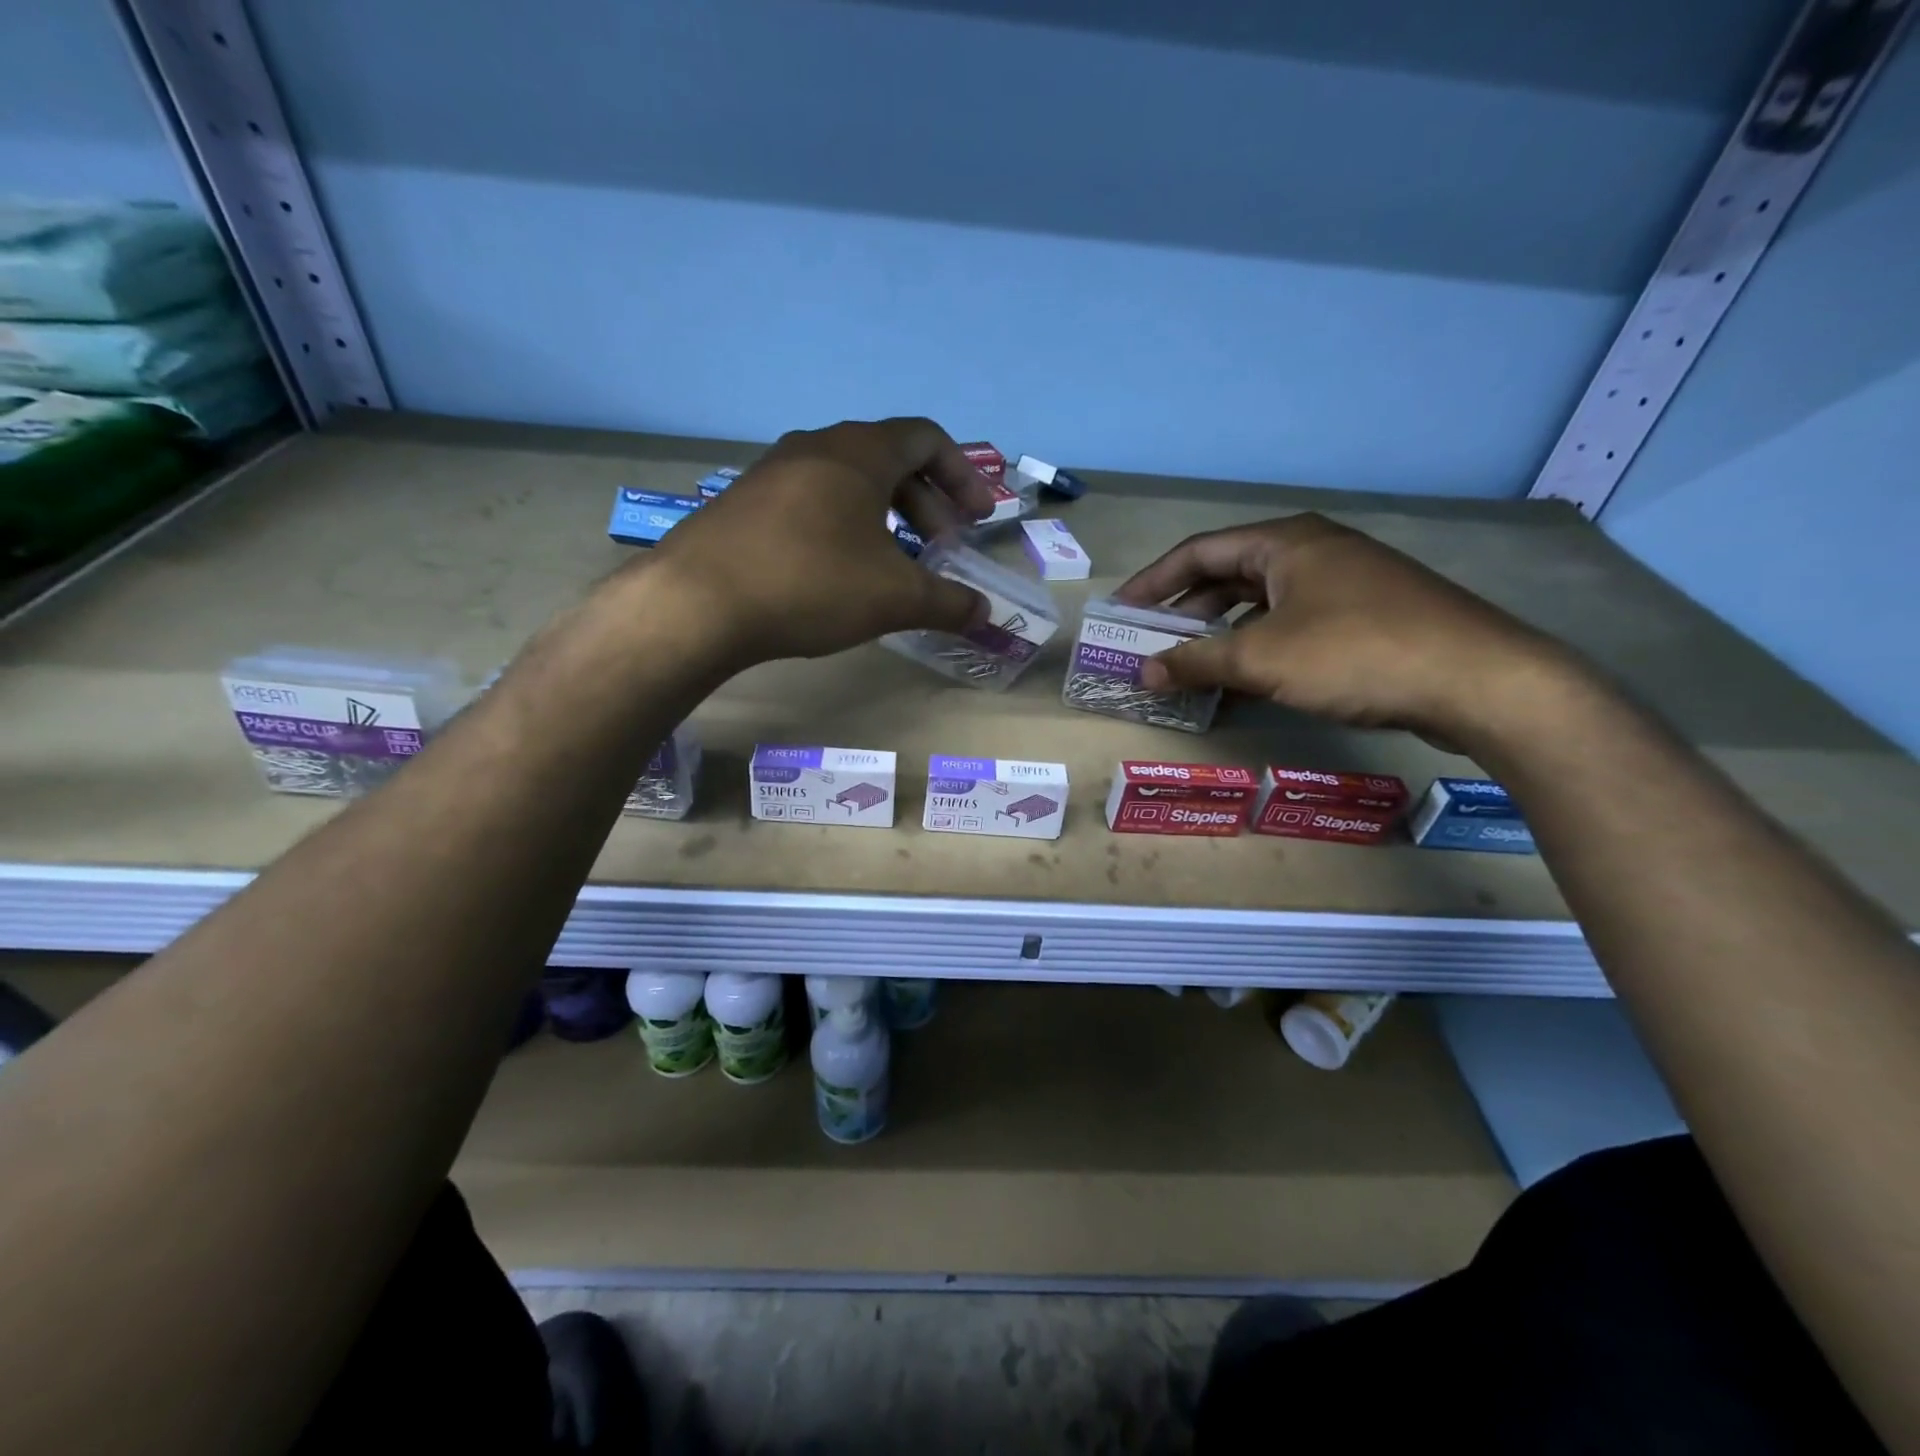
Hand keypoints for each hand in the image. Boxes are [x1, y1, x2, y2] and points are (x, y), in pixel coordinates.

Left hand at [645, 417, 994, 664]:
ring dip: (884, 517)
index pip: (927, 438)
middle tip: (942, 548)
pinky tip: (840, 573)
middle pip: (889, 460)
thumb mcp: (894, 597)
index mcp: (859, 452)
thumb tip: (985, 613)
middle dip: (927, 503)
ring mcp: (773, 473)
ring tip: (894, 564)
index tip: (979, 518)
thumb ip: (947, 602)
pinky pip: (811, 503)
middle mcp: (815, 447)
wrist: (697, 603)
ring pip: (847, 483)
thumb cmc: (811, 583)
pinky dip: (843, 527)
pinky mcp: (744, 504)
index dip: (963, 474)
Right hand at [1114, 513, 1566, 741]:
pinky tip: (1247, 679)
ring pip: (1263, 602)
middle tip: (1153, 642)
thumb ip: (1196, 663)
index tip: (1122, 611)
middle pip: (1230, 574)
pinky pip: (1293, 623)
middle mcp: (1314, 551)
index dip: (1153, 581)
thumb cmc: (1355, 653)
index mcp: (1285, 542)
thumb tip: (1143, 672)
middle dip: (1186, 610)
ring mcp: (1346, 582)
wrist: (1478, 680)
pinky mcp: (1369, 615)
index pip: (1198, 552)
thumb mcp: (1262, 659)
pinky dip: (1260, 646)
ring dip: (1222, 632)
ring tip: (1193, 665)